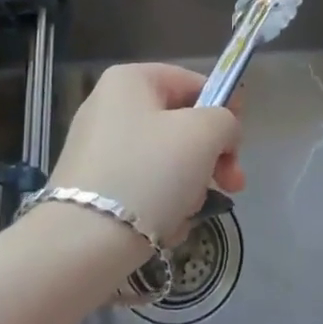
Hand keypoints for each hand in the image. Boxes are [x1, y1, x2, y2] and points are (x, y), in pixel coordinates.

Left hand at [47, 63, 243, 245]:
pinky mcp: (92, 187)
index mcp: (130, 80)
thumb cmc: (149, 173)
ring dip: (187, 187)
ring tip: (186, 212)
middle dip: (210, 158)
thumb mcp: (204, 134)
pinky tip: (163, 228)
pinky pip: (142, 188)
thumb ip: (225, 120)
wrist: (83, 243)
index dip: (224, 109)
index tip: (239, 145)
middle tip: (231, 185)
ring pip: (165, 161)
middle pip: (180, 125)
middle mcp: (108, 106)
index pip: (193, 82)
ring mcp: (97, 148)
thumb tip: (223, 133)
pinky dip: (160, 207)